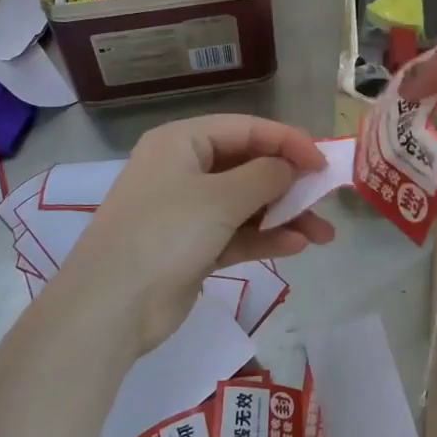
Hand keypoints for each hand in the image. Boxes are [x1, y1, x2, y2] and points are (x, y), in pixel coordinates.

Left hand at [58, 115, 335, 353]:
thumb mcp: (220, 198)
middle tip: (326, 198)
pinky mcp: (192, 247)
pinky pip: (237, 234)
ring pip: (246, 203)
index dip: (287, 141)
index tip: (323, 163)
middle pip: (248, 165)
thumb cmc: (165, 234)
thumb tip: (292, 168)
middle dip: (289, 183)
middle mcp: (183, 169)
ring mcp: (187, 211)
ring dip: (284, 215)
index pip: (246, 129)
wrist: (110, 308)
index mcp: (182, 142)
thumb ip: (265, 176)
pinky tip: (296, 246)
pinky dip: (265, 238)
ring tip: (323, 234)